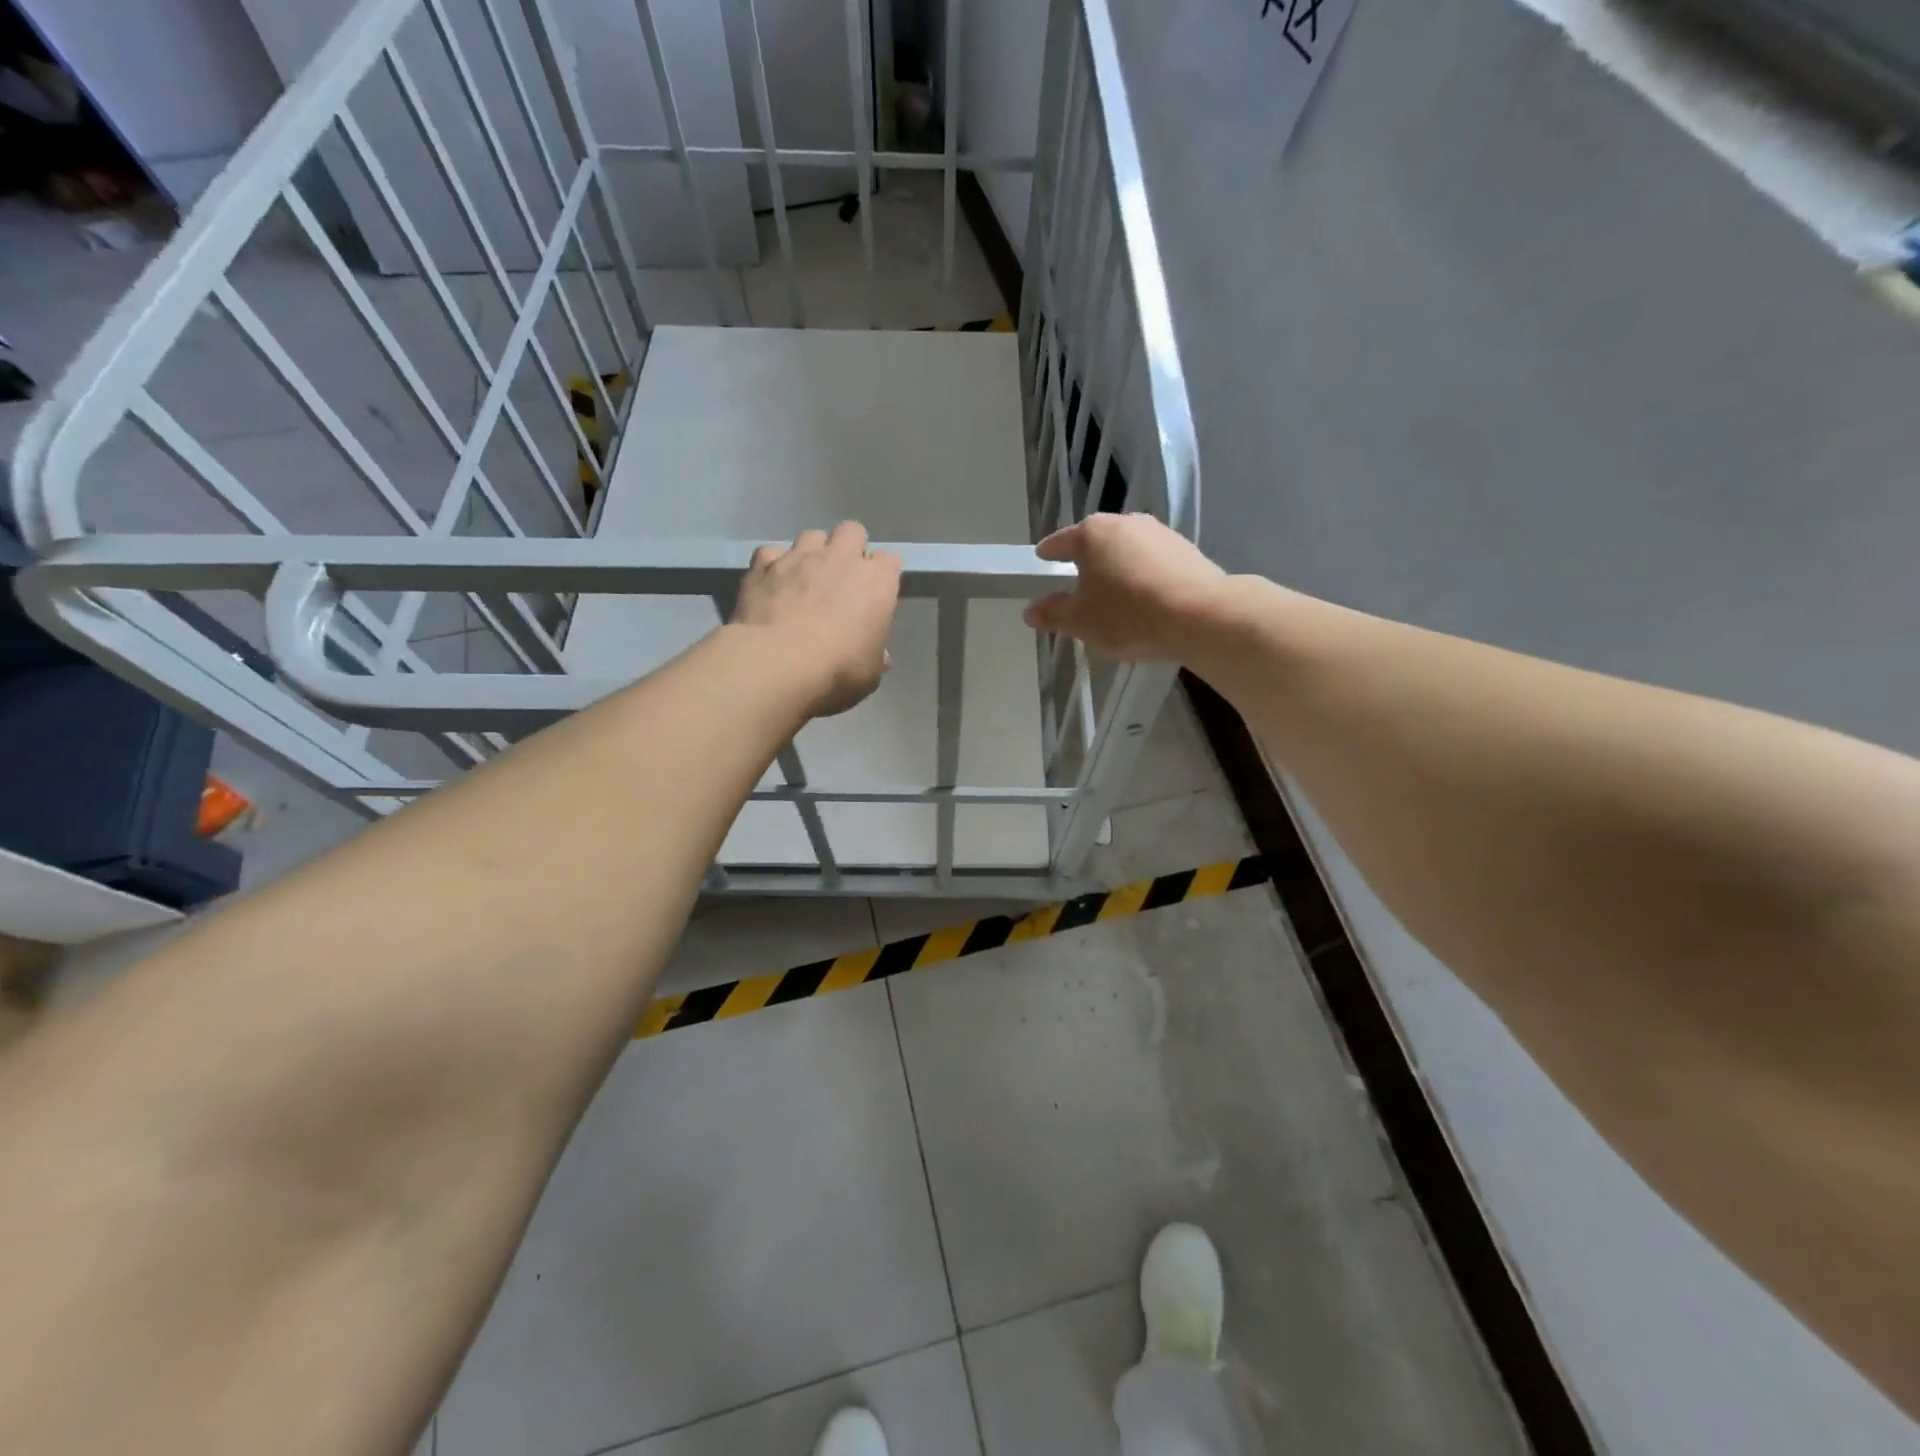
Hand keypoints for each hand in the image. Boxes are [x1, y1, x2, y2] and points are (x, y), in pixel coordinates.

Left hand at [731, 522, 902, 717]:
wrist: (777, 663)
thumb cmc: (837, 671)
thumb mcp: (869, 674)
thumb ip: (875, 657)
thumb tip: (879, 656)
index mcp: (877, 583)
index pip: (890, 561)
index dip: (883, 575)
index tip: (877, 594)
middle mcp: (841, 559)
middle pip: (852, 531)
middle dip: (849, 548)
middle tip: (842, 577)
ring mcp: (800, 557)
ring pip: (812, 535)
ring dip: (812, 552)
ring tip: (805, 578)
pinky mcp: (764, 564)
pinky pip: (772, 553)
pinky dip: (774, 565)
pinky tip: (772, 585)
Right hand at [1023, 513, 1227, 661]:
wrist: (1201, 616)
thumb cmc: (1129, 615)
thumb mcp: (1081, 622)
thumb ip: (1054, 614)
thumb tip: (1031, 611)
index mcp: (1091, 534)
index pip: (1060, 542)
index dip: (1048, 553)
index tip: (1042, 558)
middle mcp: (1125, 522)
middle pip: (1095, 542)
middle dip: (1085, 561)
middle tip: (1077, 584)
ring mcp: (1158, 533)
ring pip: (1126, 549)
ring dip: (1117, 567)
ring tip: (1113, 595)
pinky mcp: (1185, 549)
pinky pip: (1152, 561)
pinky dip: (1142, 574)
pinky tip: (1145, 598)